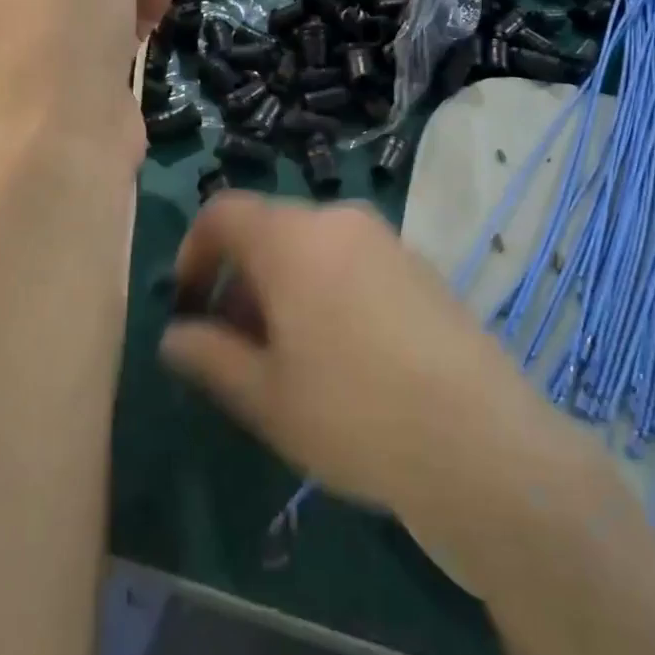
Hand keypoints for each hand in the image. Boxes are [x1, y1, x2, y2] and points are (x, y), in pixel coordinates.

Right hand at [159, 194, 545, 521]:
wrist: (480, 442)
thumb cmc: (353, 414)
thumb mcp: (264, 396)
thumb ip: (208, 356)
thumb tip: (174, 336)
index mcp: (292, 238)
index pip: (223, 213)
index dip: (194, 252)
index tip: (189, 304)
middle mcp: (340, 221)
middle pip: (269, 230)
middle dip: (240, 278)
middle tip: (235, 344)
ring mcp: (387, 240)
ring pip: (313, 248)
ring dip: (284, 287)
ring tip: (287, 355)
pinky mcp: (421, 266)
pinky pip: (353, 261)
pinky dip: (327, 288)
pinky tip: (342, 353)